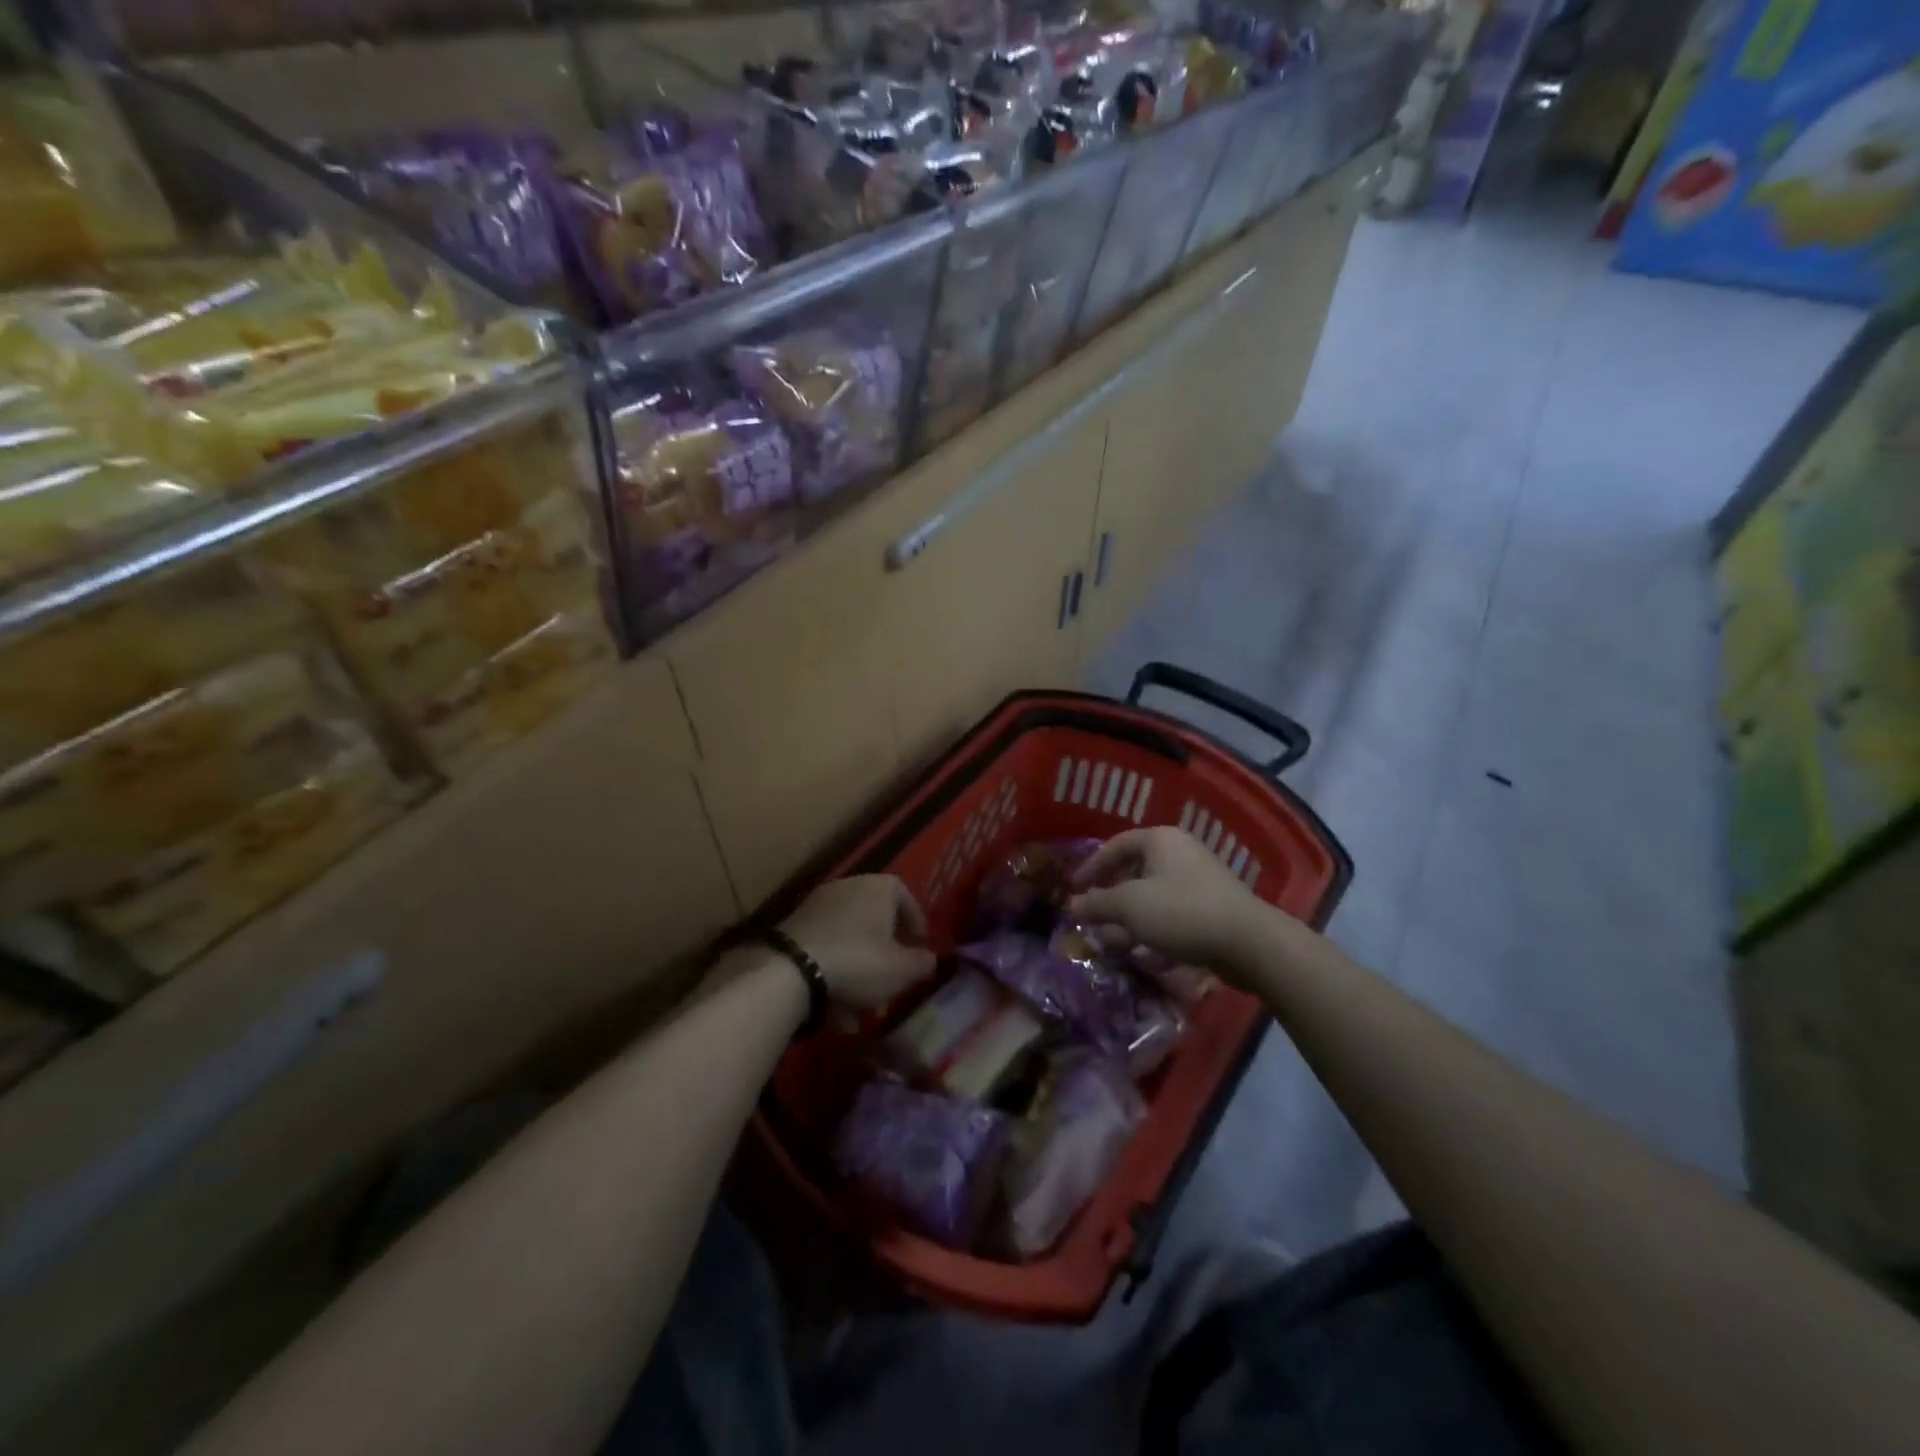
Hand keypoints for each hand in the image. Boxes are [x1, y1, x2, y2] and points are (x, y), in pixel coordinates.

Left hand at [780, 876, 935, 1010]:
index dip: (915, 921)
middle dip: (884, 953)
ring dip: (858, 971)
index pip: (904, 895)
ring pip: (848, 939)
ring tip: (861, 1009)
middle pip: (874, 920)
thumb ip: (922, 963)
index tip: (919, 945)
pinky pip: (825, 949)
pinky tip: (835, 1011)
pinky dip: (834, 974)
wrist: (791, 969)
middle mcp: (848, 886)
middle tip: (891, 979)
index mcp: (878, 887)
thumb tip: (929, 958)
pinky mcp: (794, 927)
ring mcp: (817, 905)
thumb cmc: (859, 961)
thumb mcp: (902, 970)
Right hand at [1068, 827, 1269, 973]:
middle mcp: (1180, 854)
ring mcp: (1199, 882)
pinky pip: (1173, 917)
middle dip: (1110, 900)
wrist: (1248, 942)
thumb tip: (1072, 905)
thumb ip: (1096, 904)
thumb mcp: (1129, 906)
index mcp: (1160, 840)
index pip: (1116, 845)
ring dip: (1130, 921)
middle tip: (1092, 920)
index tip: (1074, 889)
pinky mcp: (1212, 910)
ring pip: (1153, 899)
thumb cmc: (1180, 911)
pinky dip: (1155, 932)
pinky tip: (1144, 956)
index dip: (1091, 867)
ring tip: (1112, 945)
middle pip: (1134, 873)